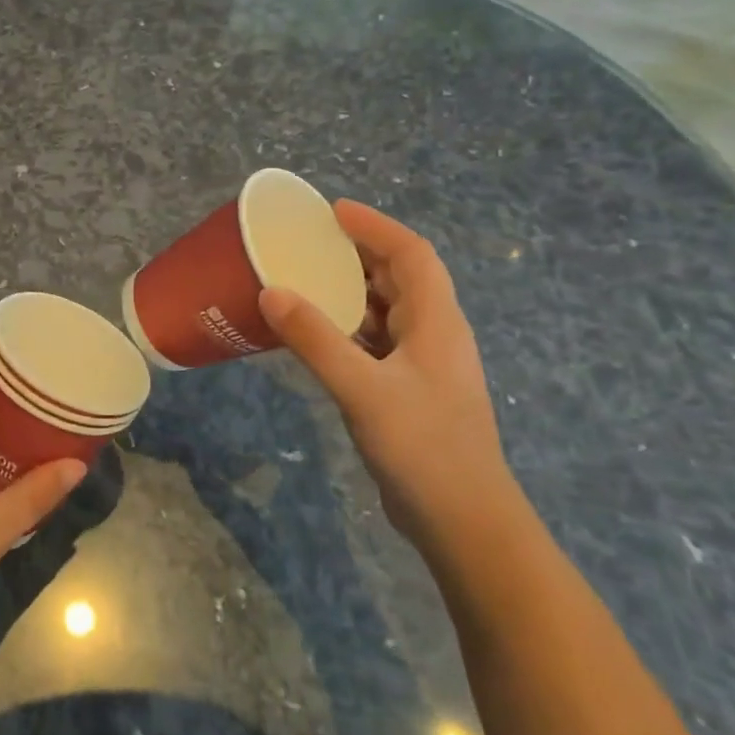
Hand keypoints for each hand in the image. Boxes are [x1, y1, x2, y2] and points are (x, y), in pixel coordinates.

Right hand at [258, 201, 522, 557]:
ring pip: (386, 312)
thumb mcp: (363, 390)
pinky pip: (375, 343)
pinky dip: (346, 329)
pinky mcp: (409, 392)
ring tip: (304, 280)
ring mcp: (423, 366)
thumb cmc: (423, 447)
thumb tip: (271, 291)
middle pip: (399, 278)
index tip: (332, 211)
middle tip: (309, 243)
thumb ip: (316, 340)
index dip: (375, 226)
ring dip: (350, 292)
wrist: (463, 522)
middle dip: (358, 254)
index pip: (411, 254)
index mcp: (436, 323)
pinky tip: (314, 337)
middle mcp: (435, 335)